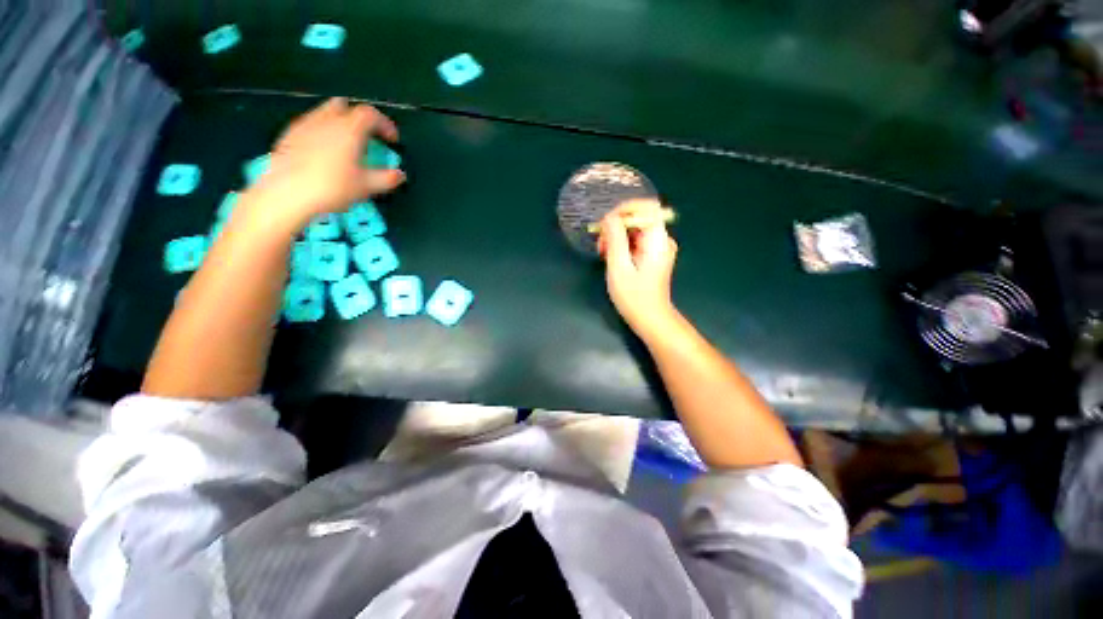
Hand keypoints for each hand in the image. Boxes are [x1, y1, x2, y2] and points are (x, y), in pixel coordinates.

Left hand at [250, 98, 404, 228]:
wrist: (288, 193)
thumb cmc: (333, 187)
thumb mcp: (366, 186)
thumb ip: (387, 179)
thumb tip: (400, 174)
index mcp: (349, 129)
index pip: (370, 115)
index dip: (385, 125)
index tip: (392, 140)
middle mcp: (327, 120)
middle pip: (345, 107)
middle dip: (358, 118)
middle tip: (367, 137)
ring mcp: (305, 125)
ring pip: (325, 114)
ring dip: (339, 124)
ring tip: (345, 145)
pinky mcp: (289, 135)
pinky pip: (310, 125)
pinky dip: (322, 132)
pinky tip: (323, 152)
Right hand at [598, 200, 678, 336]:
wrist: (650, 319)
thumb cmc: (634, 297)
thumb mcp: (619, 267)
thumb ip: (615, 238)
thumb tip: (609, 217)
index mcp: (658, 240)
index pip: (647, 206)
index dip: (625, 209)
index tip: (606, 223)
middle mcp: (662, 239)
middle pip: (639, 217)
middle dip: (616, 226)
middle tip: (601, 244)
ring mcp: (658, 248)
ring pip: (635, 229)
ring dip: (616, 236)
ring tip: (603, 253)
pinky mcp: (653, 256)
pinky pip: (636, 240)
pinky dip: (622, 245)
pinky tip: (611, 258)